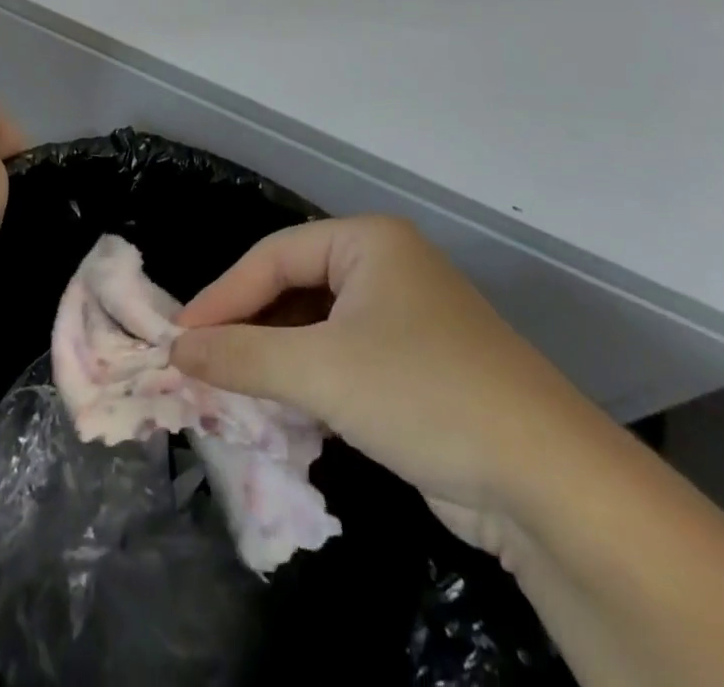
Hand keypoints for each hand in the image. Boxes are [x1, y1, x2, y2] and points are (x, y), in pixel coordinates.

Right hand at [170, 215, 599, 557]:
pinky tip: (280, 408)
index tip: (180, 339)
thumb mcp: (321, 371)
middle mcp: (385, 267)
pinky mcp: (414, 367)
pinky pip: (341, 359)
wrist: (547, 482)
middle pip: (294, 288)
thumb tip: (176, 351)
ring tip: (229, 388)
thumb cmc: (423, 393)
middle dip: (247, 328)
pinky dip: (307, 380)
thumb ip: (242, 356)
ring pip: (316, 327)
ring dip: (274, 358)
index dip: (223, 297)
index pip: (273, 256)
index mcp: (367, 241)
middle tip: (199, 364)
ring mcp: (403, 317)